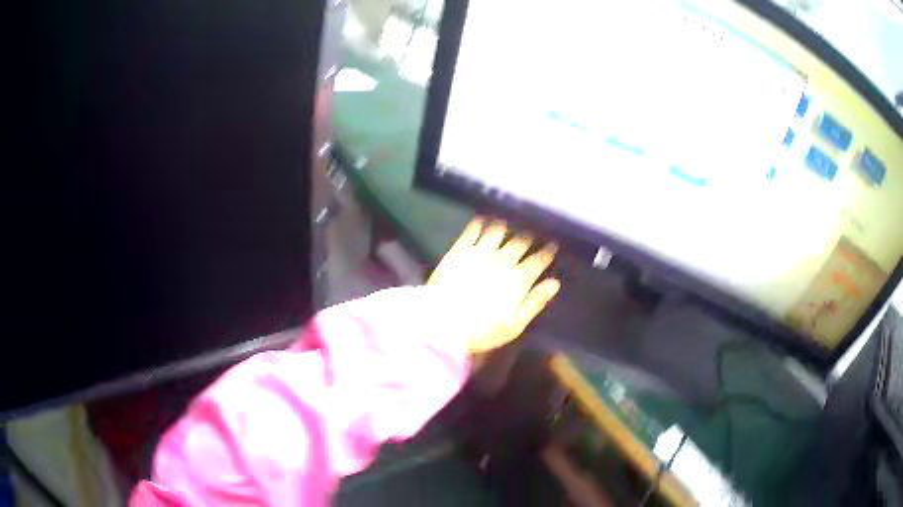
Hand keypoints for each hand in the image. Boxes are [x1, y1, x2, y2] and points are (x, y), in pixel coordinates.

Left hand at [428, 218, 560, 353]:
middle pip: (521, 241)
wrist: (442, 322)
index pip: (539, 260)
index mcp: (518, 279)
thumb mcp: (514, 325)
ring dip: (506, 223)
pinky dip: (479, 222)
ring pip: (498, 230)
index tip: (554, 243)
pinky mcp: (459, 250)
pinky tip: (482, 217)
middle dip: (530, 234)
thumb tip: (554, 283)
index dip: (548, 251)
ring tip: (510, 218)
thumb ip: (535, 302)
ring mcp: (480, 253)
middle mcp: (502, 260)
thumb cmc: (481, 330)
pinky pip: (472, 231)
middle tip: (534, 228)